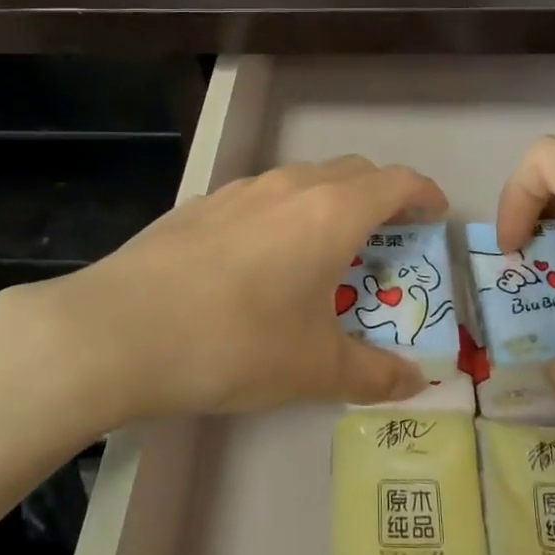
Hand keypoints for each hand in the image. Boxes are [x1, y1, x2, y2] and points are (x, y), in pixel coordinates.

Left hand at [30, 156, 444, 421]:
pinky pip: (259, 197)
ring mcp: (240, 190)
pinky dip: (281, 214)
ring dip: (327, 202)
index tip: (434, 214)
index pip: (396, 182)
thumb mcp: (313, 369)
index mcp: (331, 213)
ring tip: (323, 250)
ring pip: (302, 180)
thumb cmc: (235, 343)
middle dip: (380, 196)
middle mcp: (290, 187)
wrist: (120, 329)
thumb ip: (373, 374)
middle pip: (352, 172)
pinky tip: (259, 260)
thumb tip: (417, 383)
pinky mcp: (200, 204)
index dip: (423, 193)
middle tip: (387, 238)